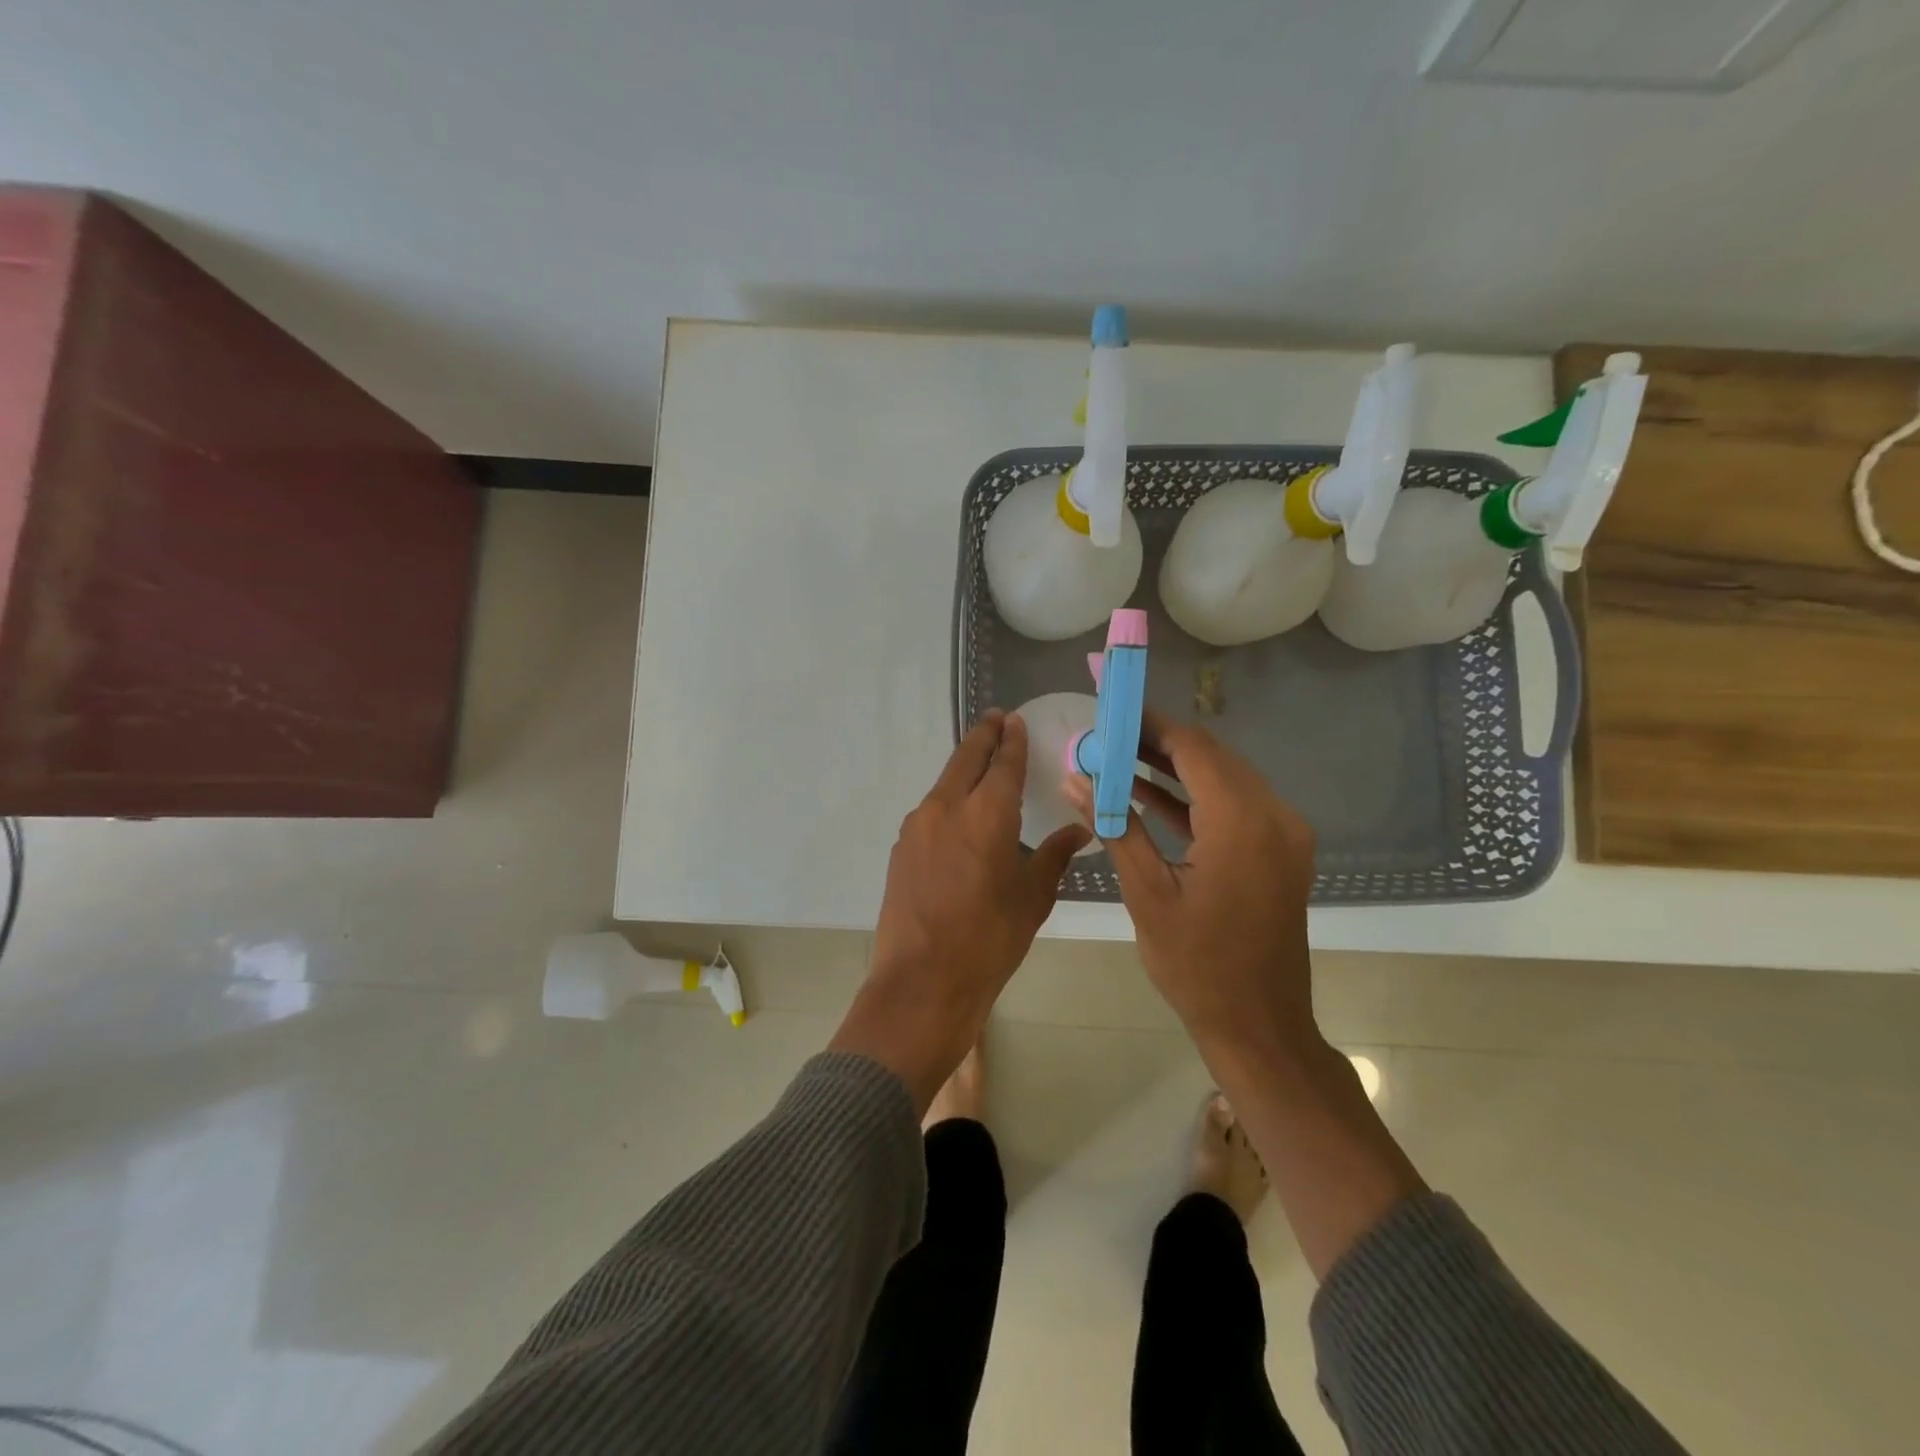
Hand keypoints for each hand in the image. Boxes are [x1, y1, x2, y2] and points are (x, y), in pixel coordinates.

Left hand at [831, 710, 1090, 1109]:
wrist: (922, 982)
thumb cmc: (989, 940)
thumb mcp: (1032, 898)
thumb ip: (1053, 857)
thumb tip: (1079, 832)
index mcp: (987, 814)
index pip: (1003, 763)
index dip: (1012, 740)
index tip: (1016, 722)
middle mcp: (948, 807)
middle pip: (966, 758)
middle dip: (984, 736)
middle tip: (997, 720)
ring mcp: (918, 826)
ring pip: (945, 783)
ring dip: (964, 768)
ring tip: (981, 764)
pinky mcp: (902, 847)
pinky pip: (931, 810)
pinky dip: (949, 800)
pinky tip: (959, 815)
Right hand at [1065, 710, 1320, 1064]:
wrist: (1258, 1026)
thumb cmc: (1196, 966)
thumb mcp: (1146, 893)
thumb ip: (1114, 826)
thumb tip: (1074, 778)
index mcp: (1243, 823)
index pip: (1193, 748)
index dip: (1149, 724)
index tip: (1109, 712)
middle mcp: (1274, 816)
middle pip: (1211, 757)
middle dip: (1156, 742)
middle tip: (1106, 735)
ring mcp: (1283, 834)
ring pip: (1223, 779)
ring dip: (1173, 768)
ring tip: (1116, 758)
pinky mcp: (1279, 851)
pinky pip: (1233, 807)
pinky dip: (1193, 799)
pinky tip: (1147, 793)